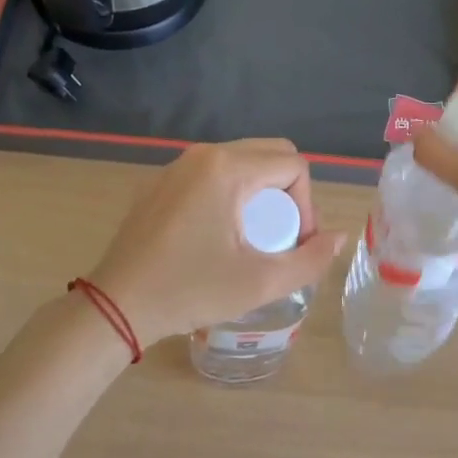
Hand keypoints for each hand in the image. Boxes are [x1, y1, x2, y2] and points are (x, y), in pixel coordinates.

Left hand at [84, 139, 346, 344]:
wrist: (117, 304)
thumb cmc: (189, 291)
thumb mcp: (259, 283)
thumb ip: (310, 259)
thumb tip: (340, 237)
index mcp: (227, 168)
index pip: (293, 165)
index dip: (307, 204)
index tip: (294, 244)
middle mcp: (204, 154)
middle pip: (270, 153)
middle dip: (289, 193)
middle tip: (282, 237)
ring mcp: (179, 165)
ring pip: (242, 160)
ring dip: (262, 192)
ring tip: (256, 237)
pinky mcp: (163, 180)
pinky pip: (214, 172)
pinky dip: (233, 192)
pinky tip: (222, 234)